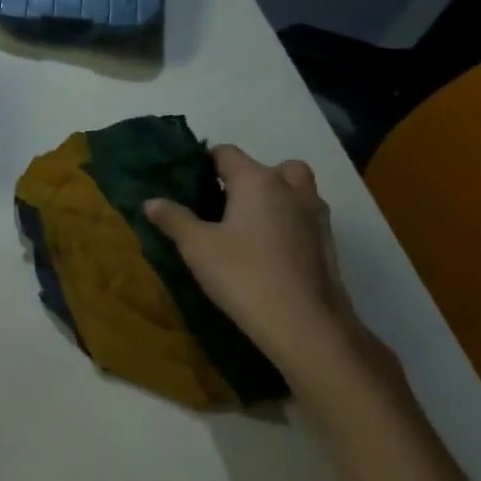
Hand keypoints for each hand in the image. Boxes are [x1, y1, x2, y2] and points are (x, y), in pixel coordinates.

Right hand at [144, 146, 388, 396]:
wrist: (306, 327)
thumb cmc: (244, 275)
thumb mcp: (196, 246)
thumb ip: (173, 218)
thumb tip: (152, 201)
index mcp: (257, 181)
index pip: (226, 153)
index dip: (204, 163)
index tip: (186, 184)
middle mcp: (291, 190)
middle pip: (272, 167)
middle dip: (249, 177)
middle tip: (224, 203)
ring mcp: (316, 217)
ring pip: (295, 191)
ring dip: (275, 198)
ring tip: (246, 225)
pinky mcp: (328, 245)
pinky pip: (304, 218)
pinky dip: (288, 223)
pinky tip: (266, 251)